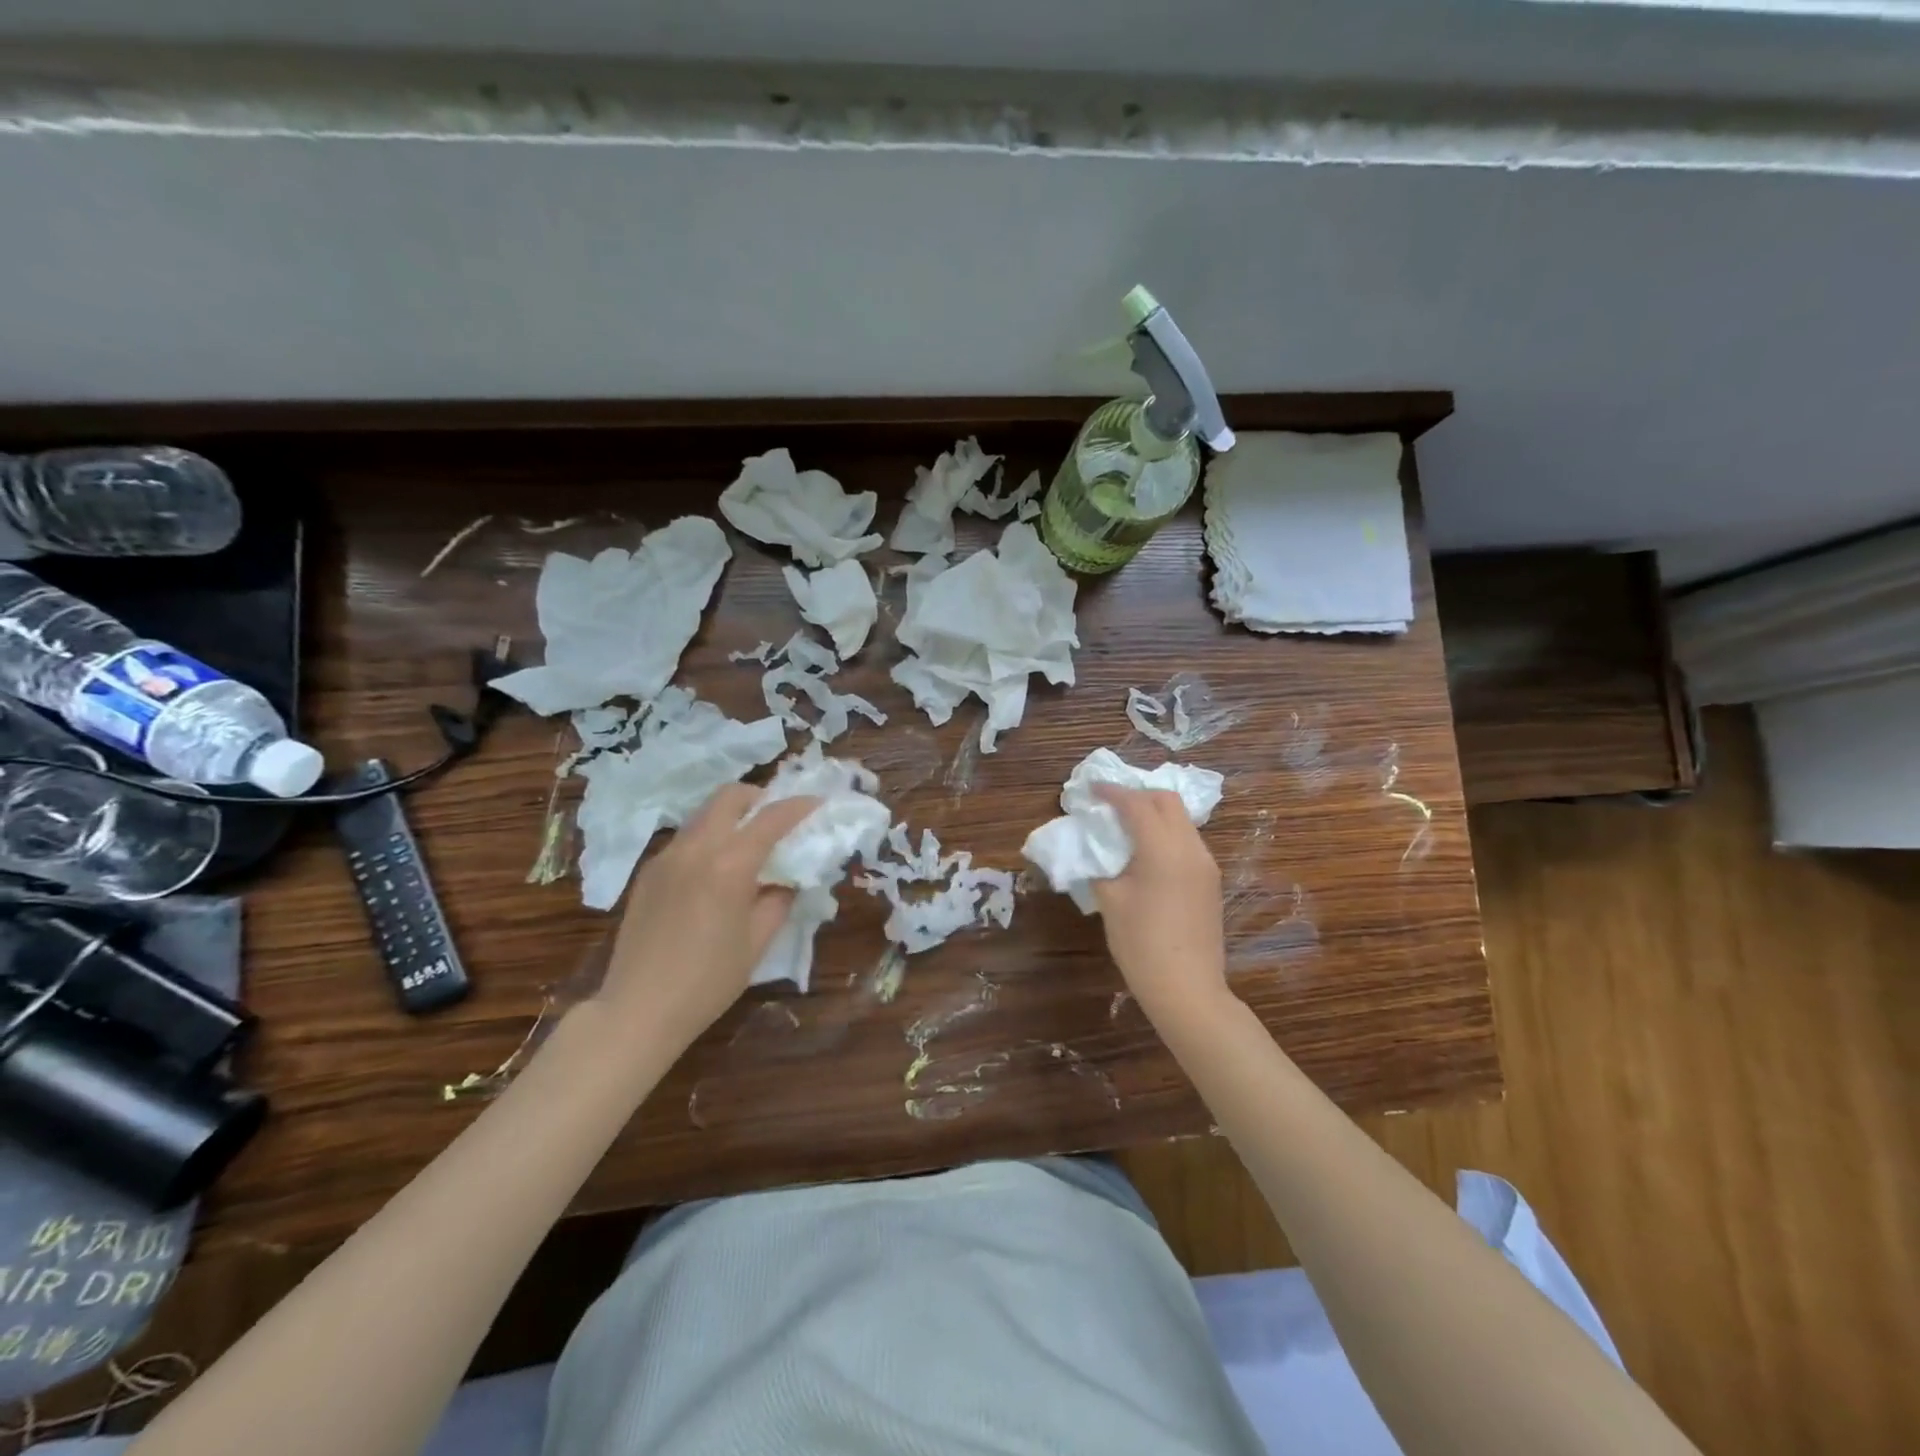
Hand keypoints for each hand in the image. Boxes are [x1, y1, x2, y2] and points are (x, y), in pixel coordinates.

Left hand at [596, 783, 820, 1049]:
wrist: (638, 1010)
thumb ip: (779, 900)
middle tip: (778, 819)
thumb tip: (787, 878)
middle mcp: (695, 848)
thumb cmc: (708, 981)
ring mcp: (666, 857)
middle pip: (729, 796)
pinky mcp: (648, 872)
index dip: (799, 806)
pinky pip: (685, 839)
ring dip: (732, 817)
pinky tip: (715, 873)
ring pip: (704, 814)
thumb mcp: (758, 942)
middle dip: (759, 798)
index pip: (771, 818)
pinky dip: (709, 838)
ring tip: (748, 845)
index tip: (818, 803)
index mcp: (728, 864)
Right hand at [1090, 785, 1230, 1023]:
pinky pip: (1187, 841)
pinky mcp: (1210, 880)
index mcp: (1163, 849)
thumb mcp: (1110, 901)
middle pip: (1167, 801)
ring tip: (1125, 825)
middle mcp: (1191, 848)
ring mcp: (1206, 864)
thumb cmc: (1141, 944)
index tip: (1090, 789)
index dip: (1111, 792)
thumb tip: (1096, 850)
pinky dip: (1165, 833)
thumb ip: (1101, 865)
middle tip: (1110, 804)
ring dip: (1153, 814)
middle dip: (1137, 795)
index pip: (1136, 804)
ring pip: (1181, 820)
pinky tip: (1145, 851)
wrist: (1187, 989)